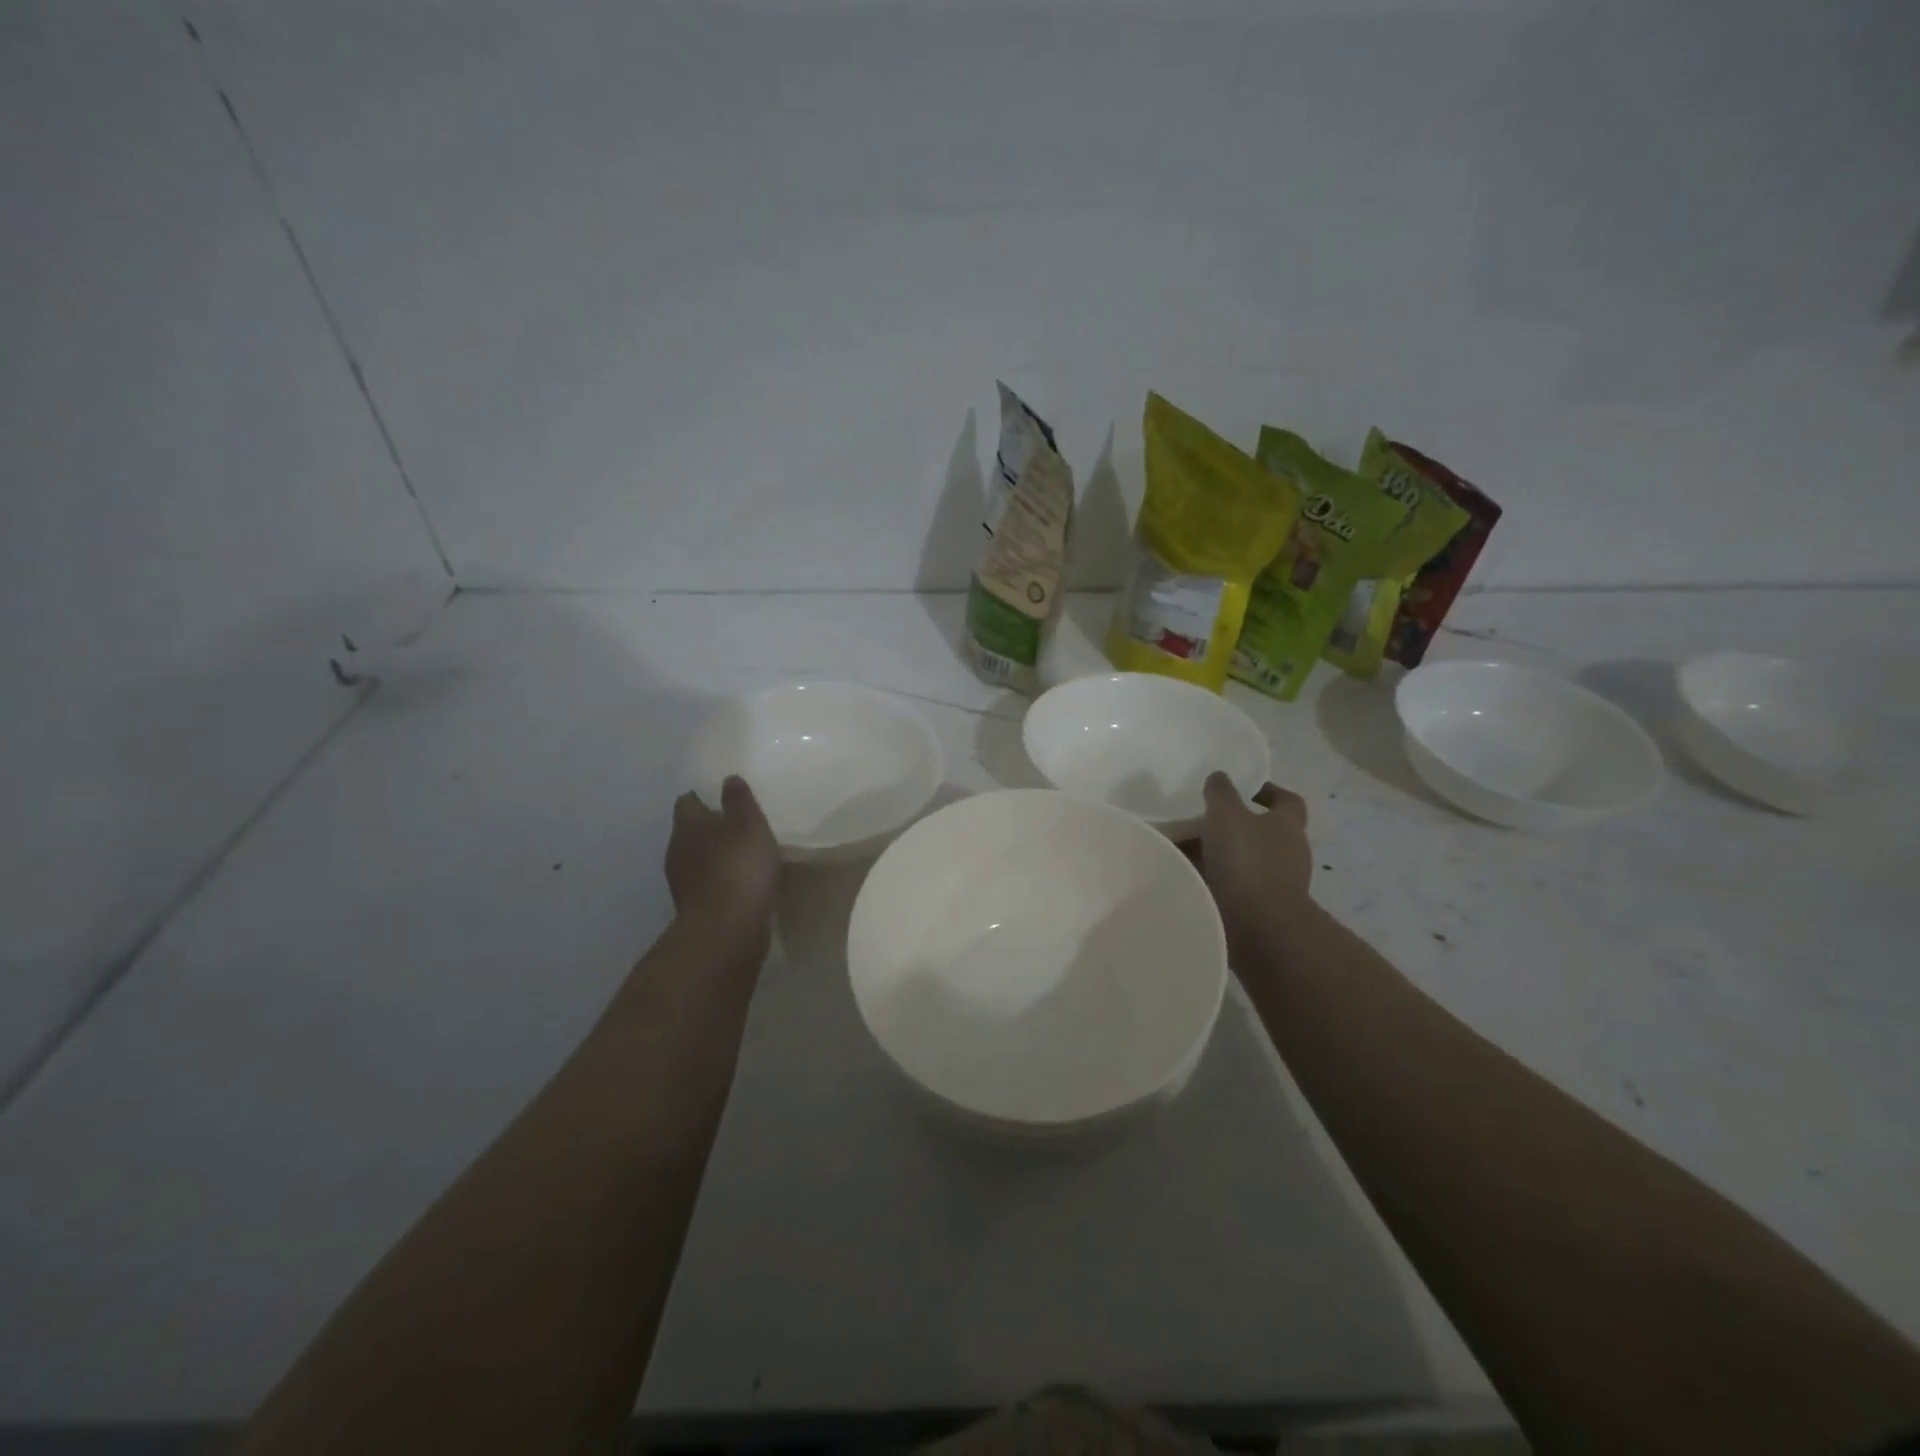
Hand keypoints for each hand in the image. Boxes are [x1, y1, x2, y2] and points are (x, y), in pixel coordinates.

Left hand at [667, 777, 779, 942]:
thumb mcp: (749, 824)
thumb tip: (728, 779)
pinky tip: (741, 884)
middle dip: (708, 829)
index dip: (701, 798)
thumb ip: (739, 801)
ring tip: (741, 856)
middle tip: (734, 826)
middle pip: (689, 833)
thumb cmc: (739, 866)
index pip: (687, 803)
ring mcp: (683, 883)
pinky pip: (708, 886)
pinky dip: (721, 881)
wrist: (727, 929)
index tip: (718, 798)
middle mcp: (677, 851)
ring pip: (697, 860)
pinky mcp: (695, 909)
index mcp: (688, 826)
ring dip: (715, 857)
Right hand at [1190, 773, 1312, 959]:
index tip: (1241, 789)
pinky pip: (1232, 884)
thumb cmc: (1247, 862)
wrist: (1259, 927)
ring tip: (1183, 848)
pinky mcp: (1258, 908)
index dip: (1267, 791)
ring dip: (1217, 853)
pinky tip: (1186, 875)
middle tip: (1198, 818)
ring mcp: (1275, 883)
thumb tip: (1219, 777)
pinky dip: (1212, 878)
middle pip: (1260, 830)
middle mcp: (1288, 852)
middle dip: (1231, 824)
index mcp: (1288, 825)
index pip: (1287, 800)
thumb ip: (1220, 792)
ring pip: (1242, 858)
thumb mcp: (1226, 815)